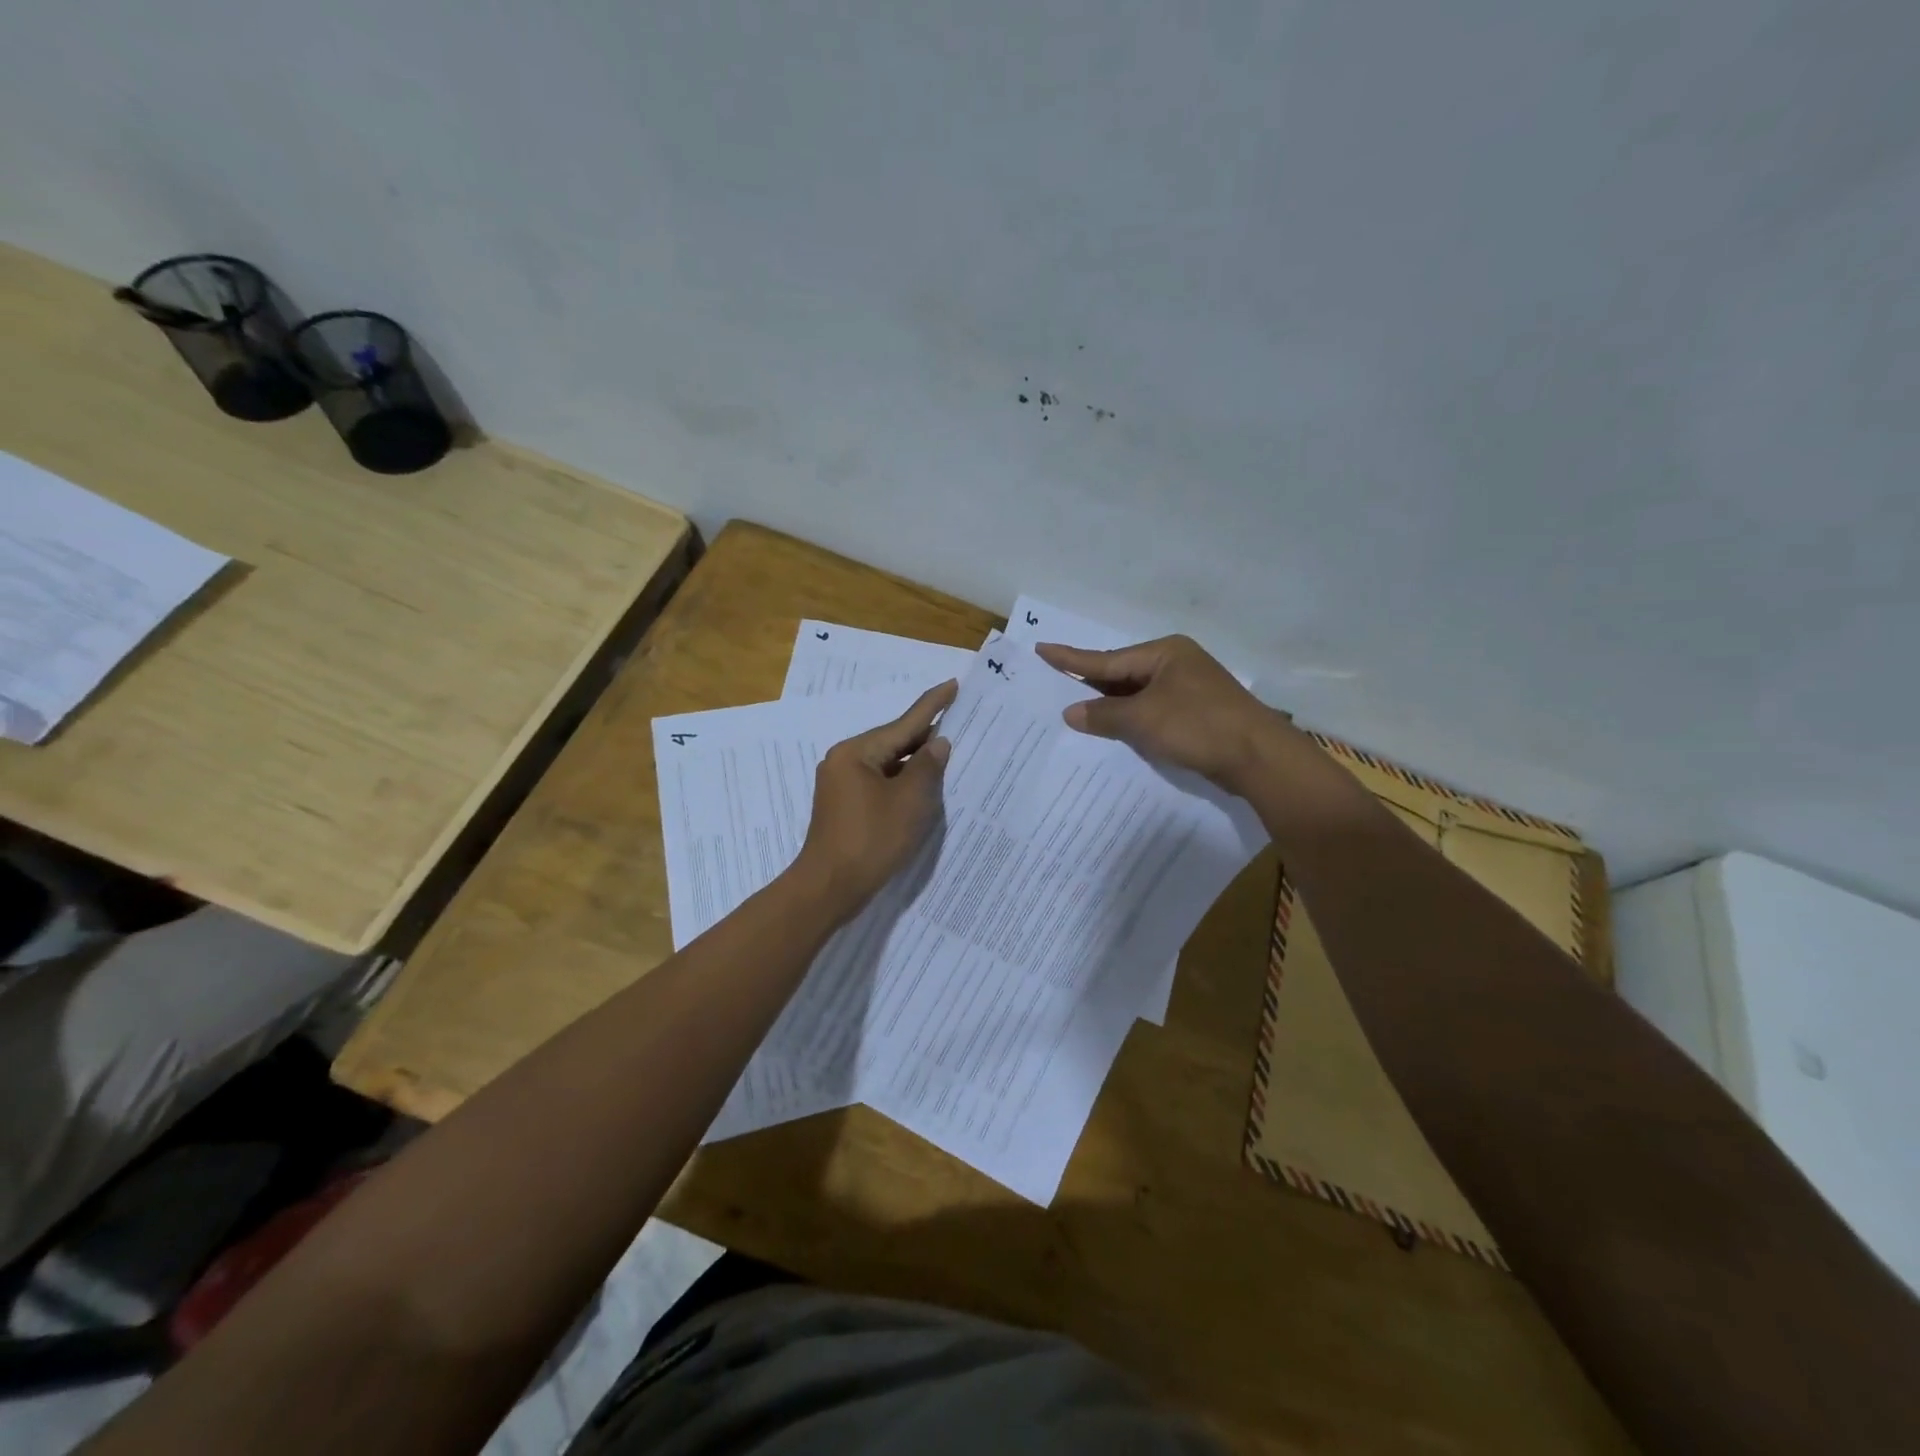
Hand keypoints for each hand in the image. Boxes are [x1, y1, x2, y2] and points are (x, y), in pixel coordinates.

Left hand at [794, 679, 955, 917]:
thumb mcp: (909, 801)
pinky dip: (902, 783)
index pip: (903, 723)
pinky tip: (923, 786)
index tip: (952, 684)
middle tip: (959, 722)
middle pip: (893, 741)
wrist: (829, 888)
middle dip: (925, 737)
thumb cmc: (871, 840)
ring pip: (887, 764)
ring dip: (914, 763)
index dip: (933, 705)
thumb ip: (927, 767)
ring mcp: (842, 784)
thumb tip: (937, 744)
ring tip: (948, 754)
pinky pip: (880, 783)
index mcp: (856, 753)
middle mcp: (844, 761)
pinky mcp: (845, 806)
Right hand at [1035, 635, 1290, 791]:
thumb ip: (1103, 715)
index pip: (1106, 659)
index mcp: (1164, 653)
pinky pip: (1152, 714)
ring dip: (1110, 708)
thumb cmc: (1198, 726)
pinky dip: (1131, 722)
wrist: (1258, 758)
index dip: (1072, 658)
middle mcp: (1176, 665)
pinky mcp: (1196, 716)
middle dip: (1090, 685)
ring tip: (1074, 712)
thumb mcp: (1143, 719)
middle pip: (1122, 675)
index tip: (1042, 649)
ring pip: (1137, 696)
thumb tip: (1071, 712)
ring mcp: (1189, 690)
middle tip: (1053, 685)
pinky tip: (1112, 732)